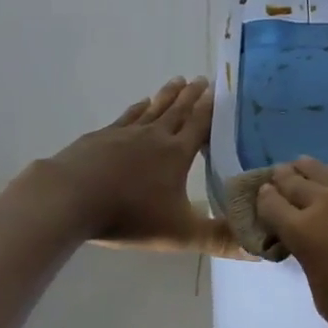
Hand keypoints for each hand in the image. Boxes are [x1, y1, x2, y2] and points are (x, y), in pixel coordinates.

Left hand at [34, 77, 237, 253]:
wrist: (70, 198)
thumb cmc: (129, 215)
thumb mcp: (179, 233)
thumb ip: (217, 239)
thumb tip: (256, 248)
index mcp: (176, 154)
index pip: (199, 125)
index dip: (210, 109)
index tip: (219, 90)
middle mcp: (154, 136)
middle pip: (177, 111)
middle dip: (191, 96)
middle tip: (202, 78)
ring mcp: (124, 133)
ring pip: (152, 108)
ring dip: (167, 95)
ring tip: (177, 80)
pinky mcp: (100, 137)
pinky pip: (126, 117)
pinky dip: (136, 108)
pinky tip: (139, 104)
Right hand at [256, 157, 327, 327]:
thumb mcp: (324, 296)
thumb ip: (311, 260)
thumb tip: (312, 244)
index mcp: (305, 232)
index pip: (273, 205)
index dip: (265, 200)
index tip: (262, 196)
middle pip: (296, 182)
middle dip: (283, 179)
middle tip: (277, 176)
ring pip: (326, 172)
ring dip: (309, 171)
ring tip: (302, 166)